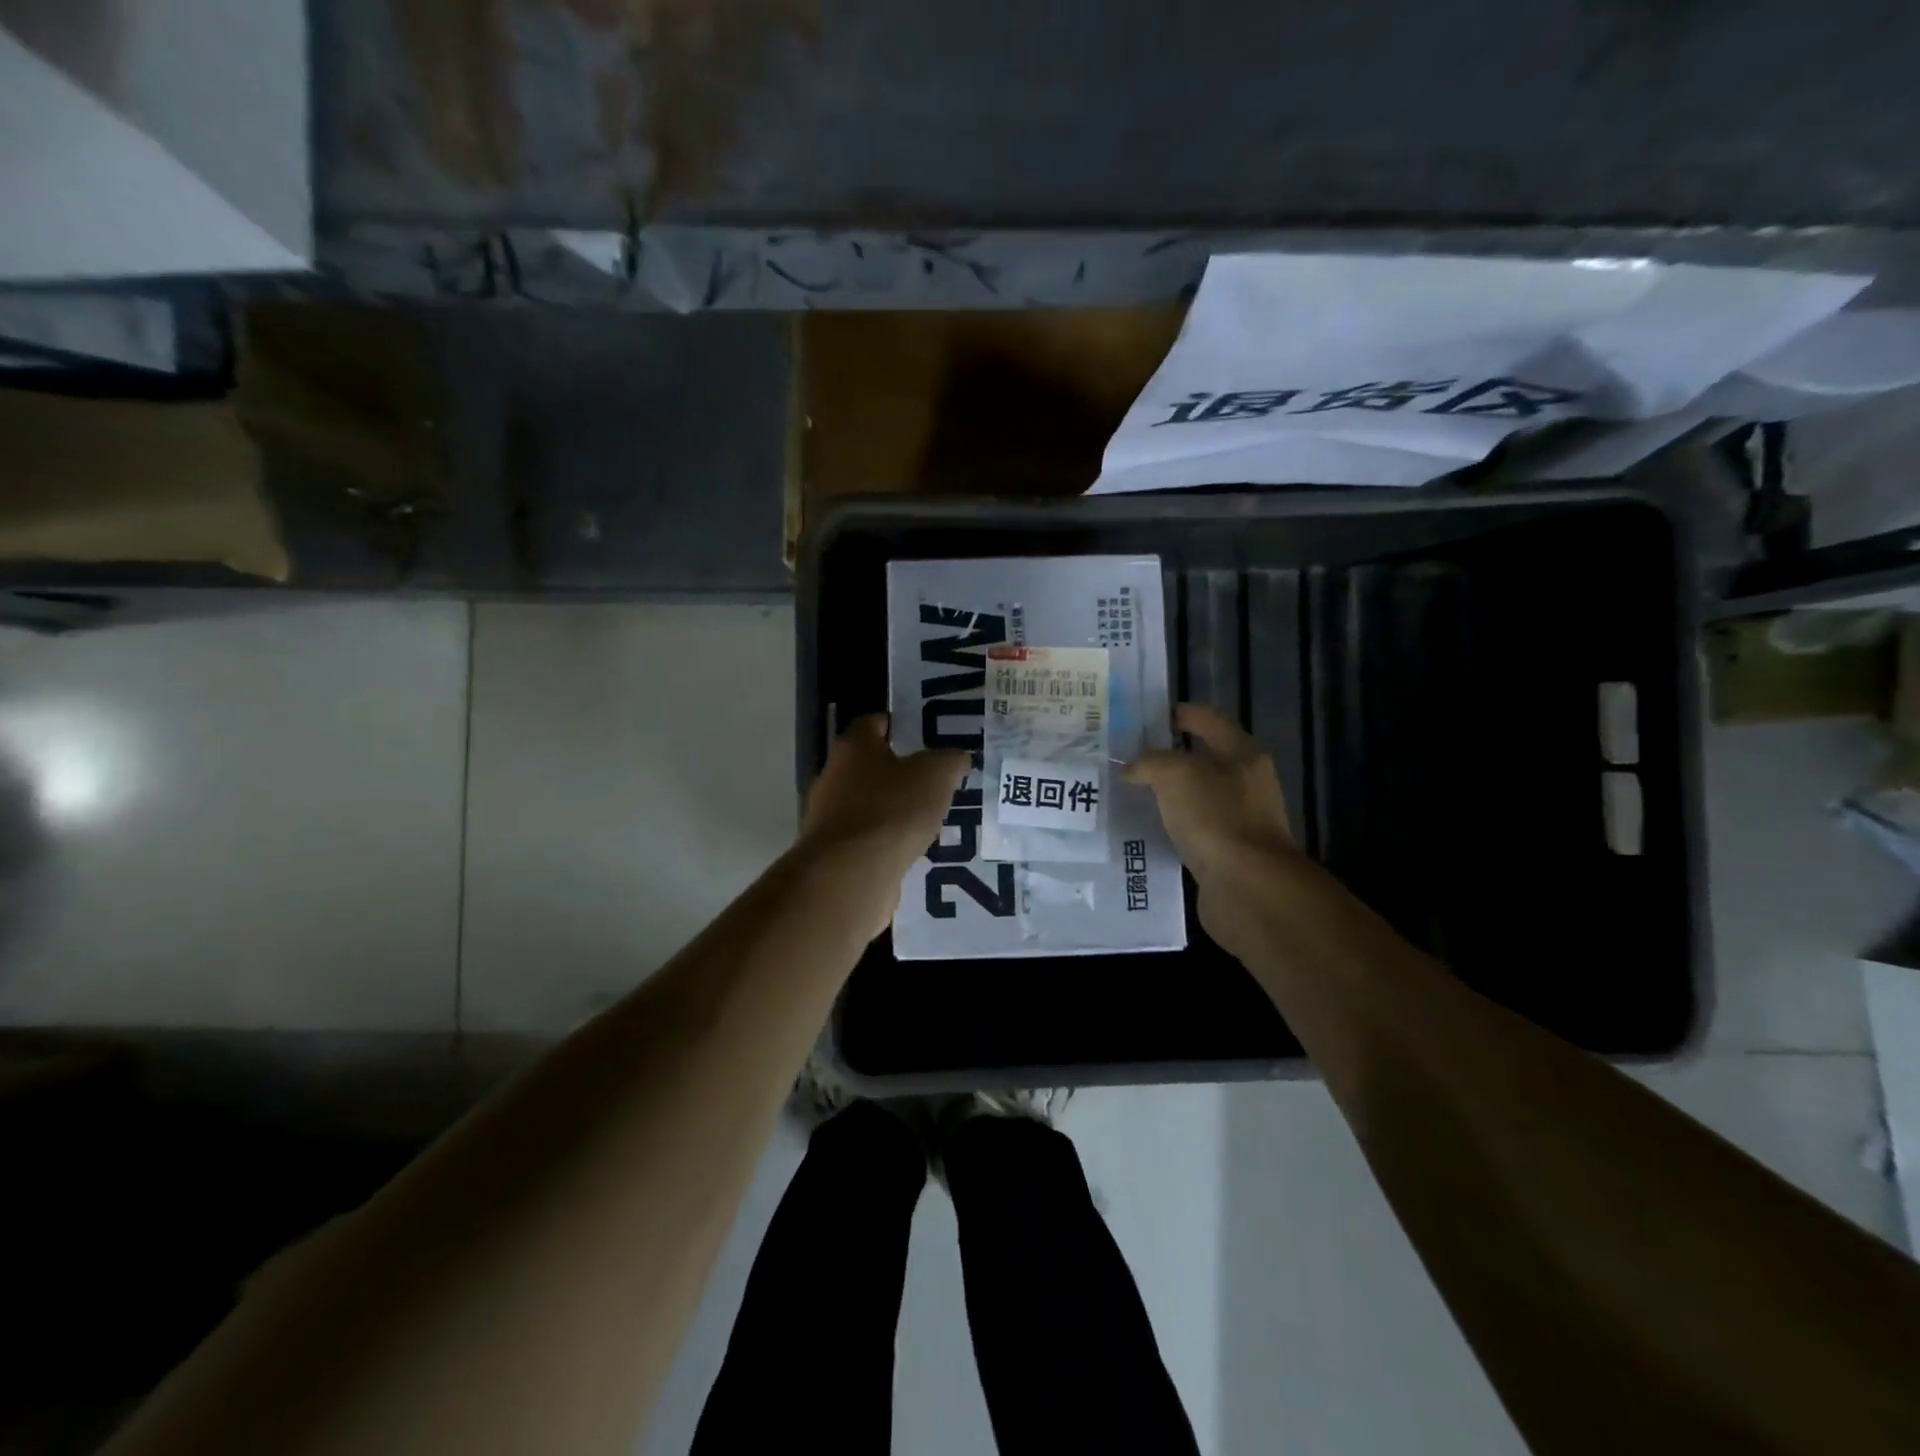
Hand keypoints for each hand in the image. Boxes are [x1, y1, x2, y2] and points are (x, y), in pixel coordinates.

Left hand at [799, 714, 967, 870]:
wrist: (852, 873)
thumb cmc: (893, 809)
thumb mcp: (936, 775)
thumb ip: (950, 760)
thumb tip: (956, 757)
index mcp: (853, 746)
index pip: (873, 723)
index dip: (899, 726)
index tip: (924, 736)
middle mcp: (833, 775)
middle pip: (869, 764)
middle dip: (899, 771)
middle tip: (933, 780)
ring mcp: (828, 815)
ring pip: (867, 803)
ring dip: (892, 808)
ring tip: (927, 817)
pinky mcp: (834, 851)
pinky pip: (866, 837)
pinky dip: (885, 839)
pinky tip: (910, 849)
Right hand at [1125, 704, 1296, 882]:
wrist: (1248, 888)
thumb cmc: (1216, 817)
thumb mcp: (1176, 775)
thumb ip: (1150, 763)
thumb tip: (1133, 769)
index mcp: (1242, 754)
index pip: (1207, 720)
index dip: (1177, 713)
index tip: (1143, 717)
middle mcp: (1246, 783)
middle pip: (1202, 758)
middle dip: (1167, 755)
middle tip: (1126, 755)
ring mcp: (1238, 820)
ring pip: (1196, 796)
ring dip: (1167, 793)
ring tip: (1128, 791)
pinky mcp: (1226, 852)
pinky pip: (1192, 829)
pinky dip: (1170, 826)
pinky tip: (1144, 828)